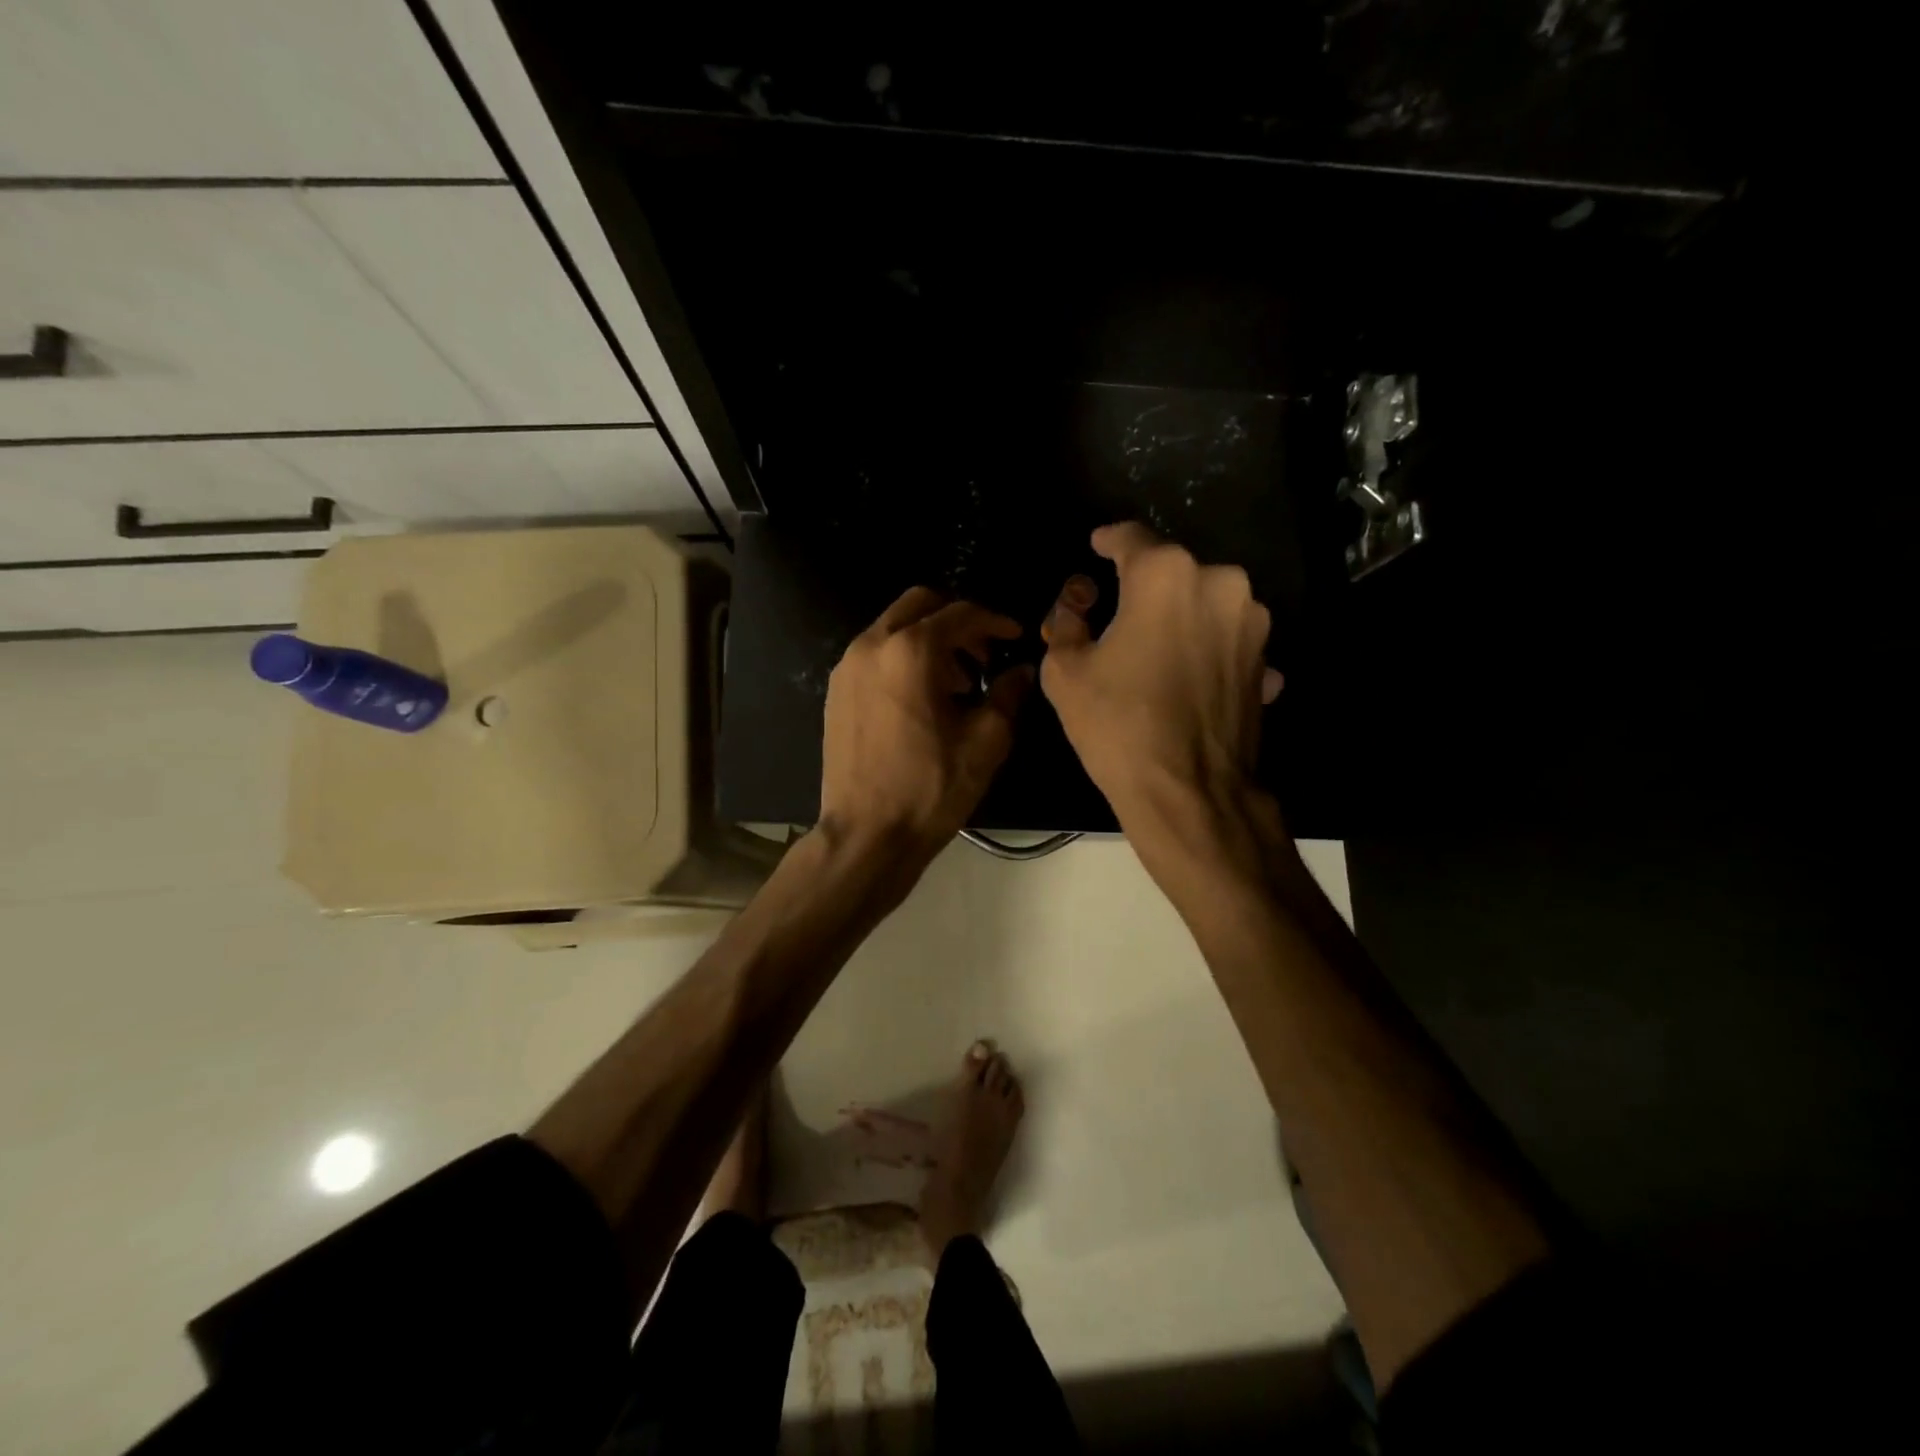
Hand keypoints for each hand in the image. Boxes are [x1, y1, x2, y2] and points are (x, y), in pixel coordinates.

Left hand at [819, 586, 1031, 863]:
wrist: (867, 834)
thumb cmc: (930, 788)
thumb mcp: (985, 742)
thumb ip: (1008, 695)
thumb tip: (1022, 671)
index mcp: (910, 651)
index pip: (960, 614)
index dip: (994, 622)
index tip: (1015, 637)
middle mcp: (872, 645)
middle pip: (920, 604)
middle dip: (957, 621)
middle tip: (982, 654)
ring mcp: (847, 667)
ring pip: (894, 627)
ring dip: (929, 639)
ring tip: (957, 682)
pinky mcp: (836, 690)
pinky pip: (875, 654)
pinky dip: (902, 657)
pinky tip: (922, 698)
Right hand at [1040, 523, 1281, 841]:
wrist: (1189, 793)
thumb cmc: (1118, 725)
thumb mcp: (1064, 672)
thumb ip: (1066, 623)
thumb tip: (1075, 607)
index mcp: (1166, 575)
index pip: (1131, 538)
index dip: (1108, 541)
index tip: (1097, 546)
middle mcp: (1220, 583)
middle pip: (1171, 571)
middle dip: (1143, 586)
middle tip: (1117, 616)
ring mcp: (1252, 623)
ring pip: (1204, 603)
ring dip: (1179, 617)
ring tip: (1154, 653)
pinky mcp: (1267, 660)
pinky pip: (1226, 642)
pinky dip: (1206, 651)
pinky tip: (1186, 680)